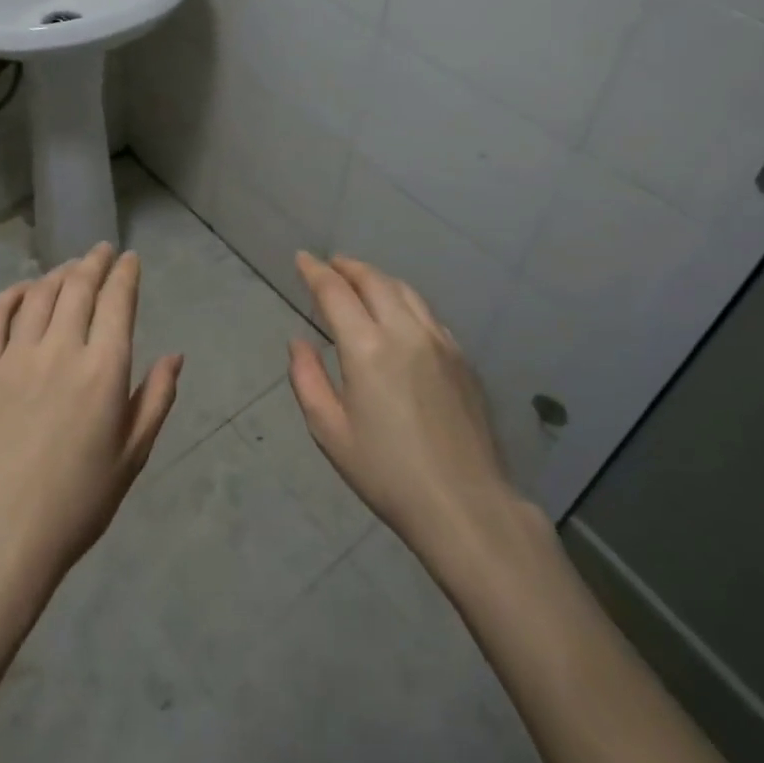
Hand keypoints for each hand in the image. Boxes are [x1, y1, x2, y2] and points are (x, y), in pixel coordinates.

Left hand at [0, 244, 182, 599]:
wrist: (2, 536)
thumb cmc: (78, 501)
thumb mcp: (133, 454)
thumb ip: (157, 399)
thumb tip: (174, 356)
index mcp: (104, 369)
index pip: (117, 301)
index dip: (125, 274)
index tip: (130, 259)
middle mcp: (62, 350)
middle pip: (78, 287)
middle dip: (94, 262)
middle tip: (102, 250)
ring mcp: (16, 357)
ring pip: (40, 295)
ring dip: (59, 273)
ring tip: (70, 267)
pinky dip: (11, 294)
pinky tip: (24, 290)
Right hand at [288, 253, 514, 563]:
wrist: (464, 504)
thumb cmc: (387, 473)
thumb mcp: (330, 432)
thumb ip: (308, 379)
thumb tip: (299, 342)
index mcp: (366, 348)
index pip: (335, 292)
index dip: (315, 271)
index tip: (301, 258)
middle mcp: (404, 331)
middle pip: (373, 280)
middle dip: (348, 267)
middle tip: (330, 264)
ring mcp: (439, 341)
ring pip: (405, 291)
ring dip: (377, 278)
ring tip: (361, 279)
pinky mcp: (461, 357)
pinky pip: (427, 313)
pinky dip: (404, 299)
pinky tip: (399, 313)